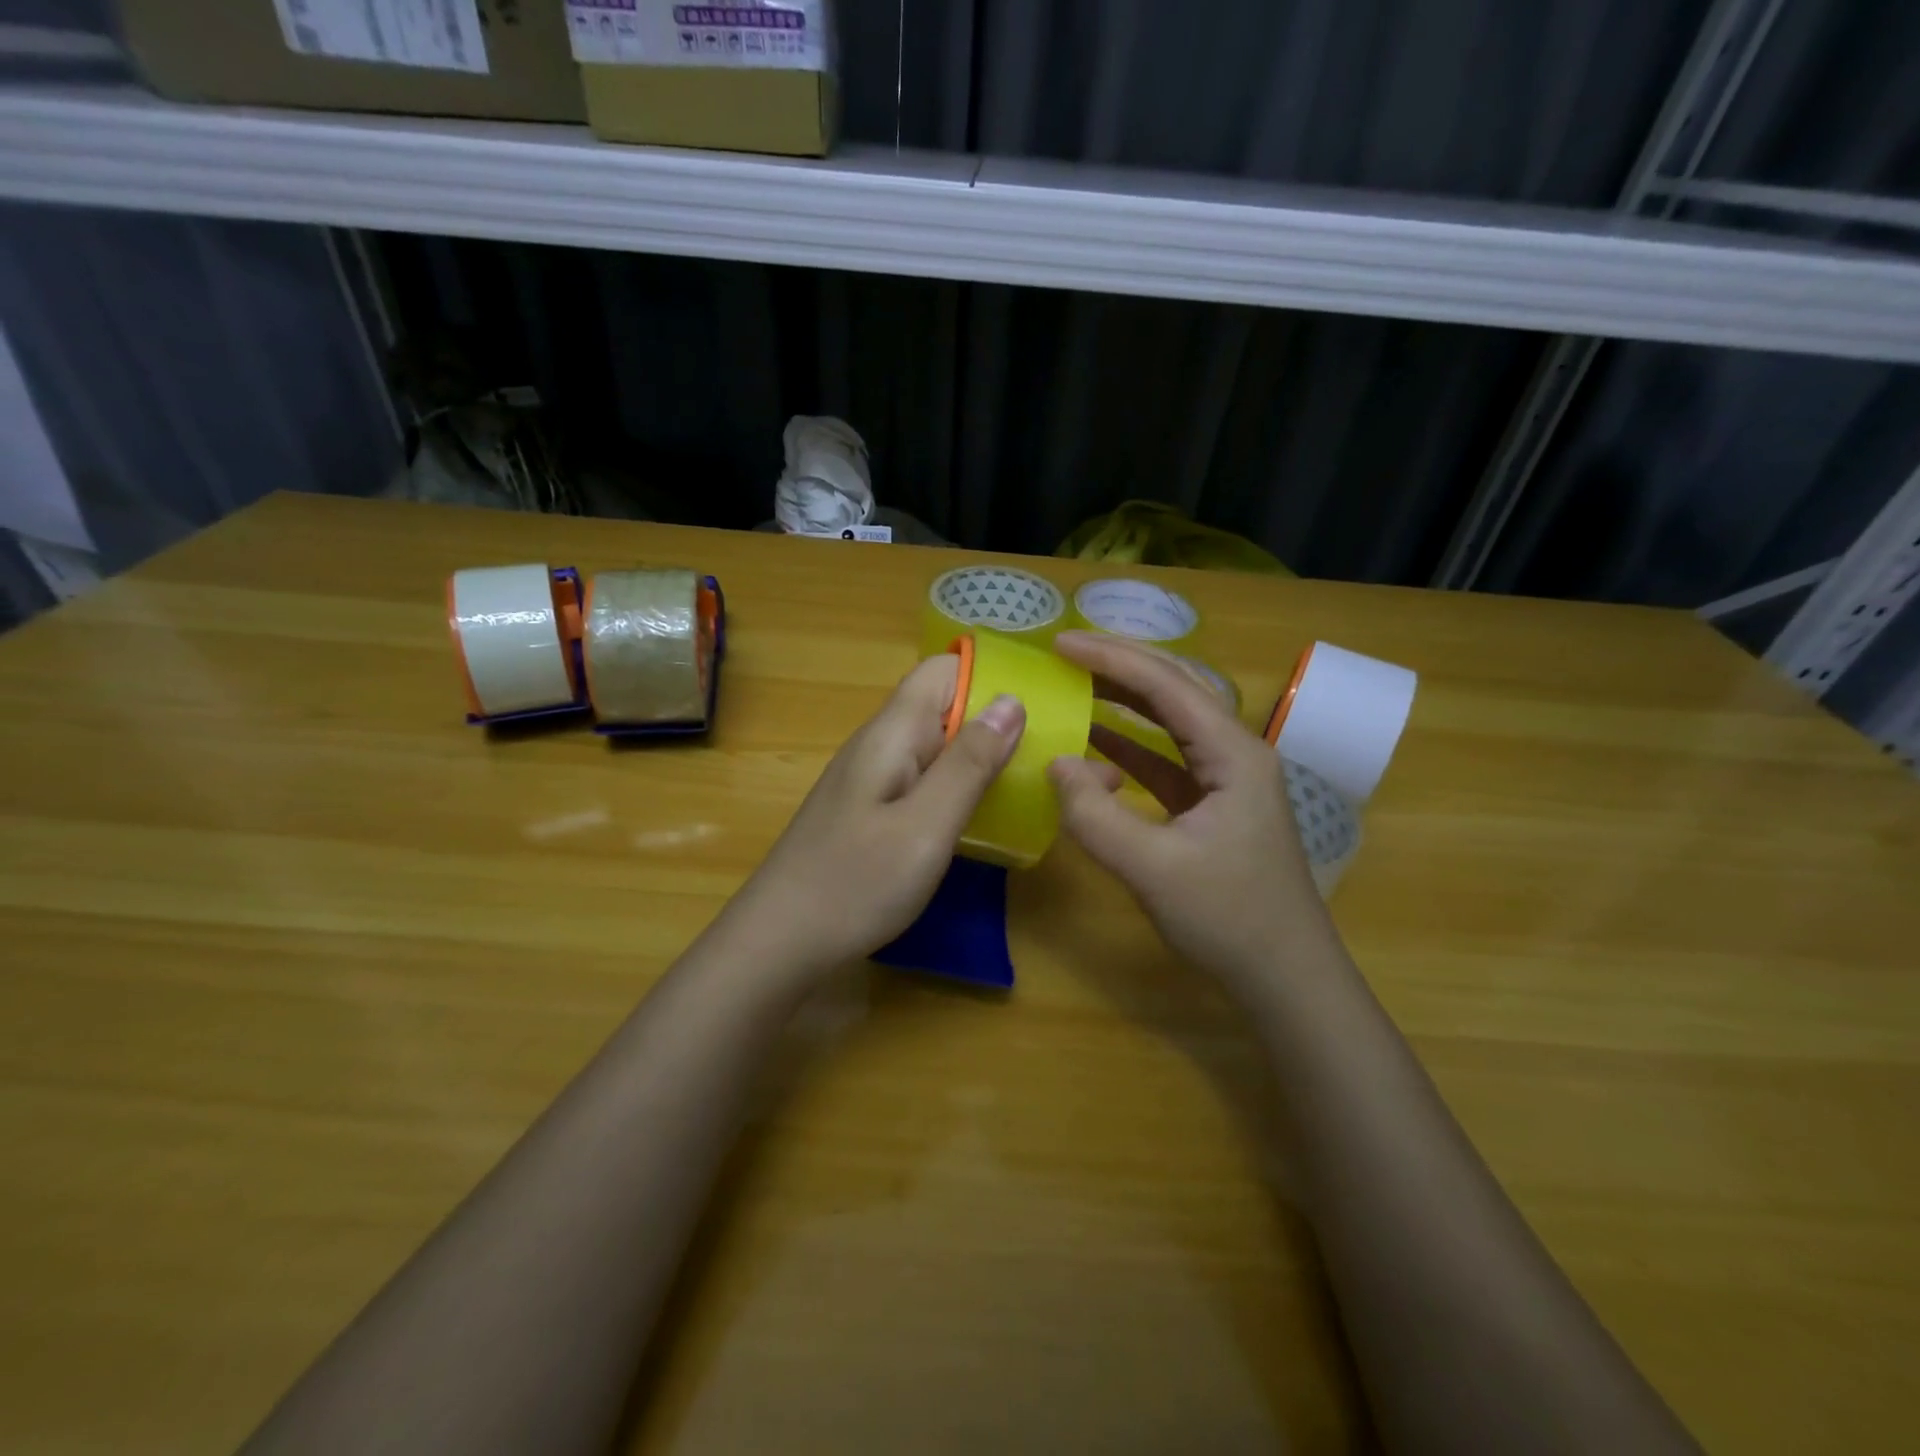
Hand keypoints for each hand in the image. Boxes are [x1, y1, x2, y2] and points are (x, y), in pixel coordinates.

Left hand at [724, 653, 1024, 979]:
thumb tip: (1012, 700)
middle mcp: (878, 744)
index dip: (989, 674)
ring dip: (976, 755)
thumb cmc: (856, 882)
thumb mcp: (926, 825)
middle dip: (992, 719)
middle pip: (942, 705)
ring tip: (1024, 782)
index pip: (942, 669)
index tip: (1040, 701)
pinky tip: (976, 817)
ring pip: (933, 744)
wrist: (779, 941)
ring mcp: (870, 779)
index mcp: (892, 733)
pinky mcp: (868, 811)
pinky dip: (953, 786)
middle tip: (1045, 752)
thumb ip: (970, 762)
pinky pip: (921, 778)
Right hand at [1046, 631, 1328, 1001]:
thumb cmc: (1229, 920)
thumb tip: (1056, 763)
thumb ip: (1095, 815)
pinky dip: (1130, 748)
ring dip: (1125, 702)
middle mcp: (1235, 753)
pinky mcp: (1214, 806)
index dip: (1111, 659)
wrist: (1286, 979)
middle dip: (1119, 666)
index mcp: (1233, 754)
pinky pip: (1167, 760)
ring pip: (1172, 723)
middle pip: (1175, 690)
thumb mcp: (1152, 869)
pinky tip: (1097, 745)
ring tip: (1076, 683)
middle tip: (1064, 653)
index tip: (1059, 644)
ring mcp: (1227, 780)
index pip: (1167, 686)